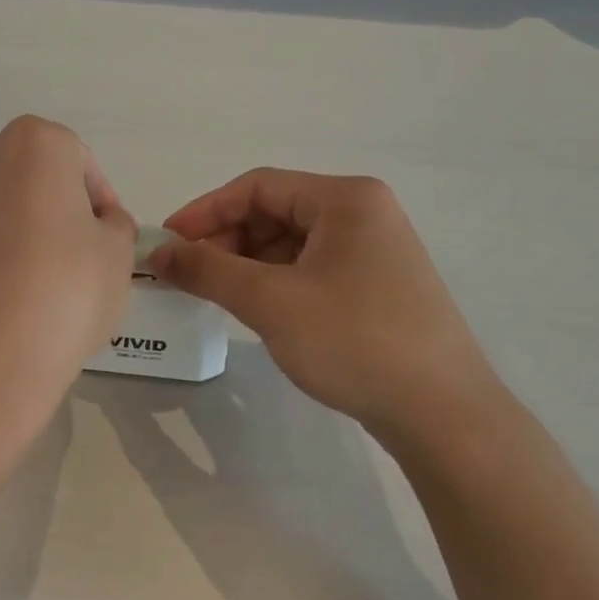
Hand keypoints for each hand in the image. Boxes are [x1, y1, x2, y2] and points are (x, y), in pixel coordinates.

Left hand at [0, 117, 134, 410]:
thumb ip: (114, 223)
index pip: (78, 163)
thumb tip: (97, 222)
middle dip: (47, 204)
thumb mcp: (119, 255)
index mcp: (38, 143)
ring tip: (18, 273)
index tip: (104, 240)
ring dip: (1, 218)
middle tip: (66, 256)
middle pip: (27, 173)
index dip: (97, 201)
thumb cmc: (66, 295)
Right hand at [153, 170, 505, 448]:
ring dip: (245, 263)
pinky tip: (253, 308)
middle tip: (186, 275)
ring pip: (289, 244)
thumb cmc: (354, 341)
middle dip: (224, 240)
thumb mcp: (271, 301)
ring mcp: (372, 252)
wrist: (441, 412)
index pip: (258, 186)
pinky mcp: (372, 287)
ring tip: (213, 294)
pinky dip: (272, 282)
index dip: (204, 211)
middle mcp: (363, 215)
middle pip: (274, 212)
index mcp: (345, 199)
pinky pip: (308, 270)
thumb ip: (207, 270)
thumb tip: (157, 253)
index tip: (166, 243)